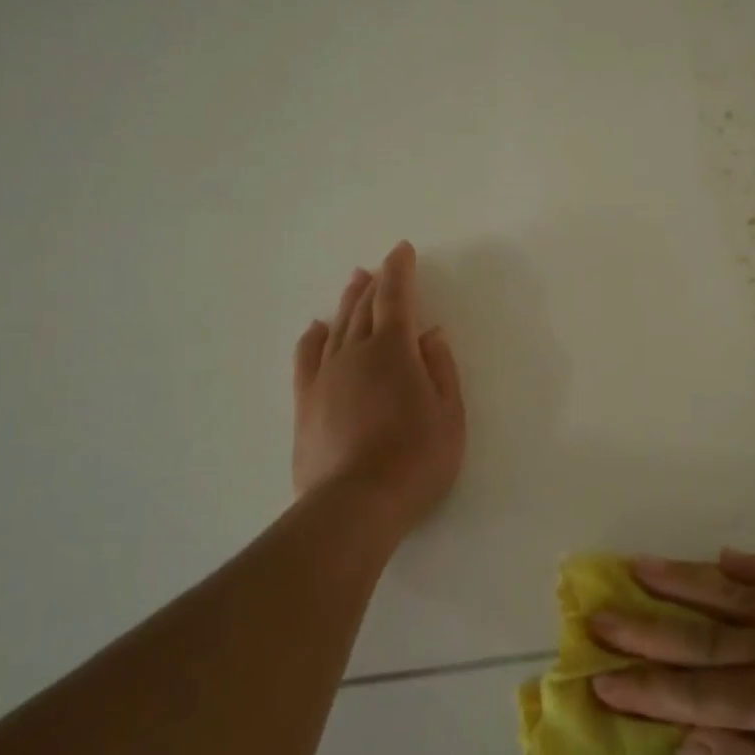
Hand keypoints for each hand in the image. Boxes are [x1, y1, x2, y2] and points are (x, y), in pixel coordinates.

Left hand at [292, 241, 465, 535]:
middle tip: (379, 267)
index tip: (402, 250)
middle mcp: (355, 353)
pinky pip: (306, 357)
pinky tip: (316, 328)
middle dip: (374, 283)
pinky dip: (313, 337)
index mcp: (393, 351)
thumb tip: (431, 333)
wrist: (355, 504)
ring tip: (354, 283)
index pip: (396, 298)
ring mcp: (325, 376)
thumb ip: (441, 369)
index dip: (400, 271)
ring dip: (347, 302)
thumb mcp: (449, 415)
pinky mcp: (305, 402)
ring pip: (336, 327)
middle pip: (363, 307)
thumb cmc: (416, 459)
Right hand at [589, 550, 754, 754]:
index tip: (597, 677)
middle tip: (598, 611)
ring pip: (735, 594)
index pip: (695, 692)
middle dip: (644, 626)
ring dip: (683, 580)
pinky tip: (722, 557)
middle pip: (702, 634)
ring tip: (640, 565)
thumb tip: (683, 737)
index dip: (643, 688)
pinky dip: (750, 568)